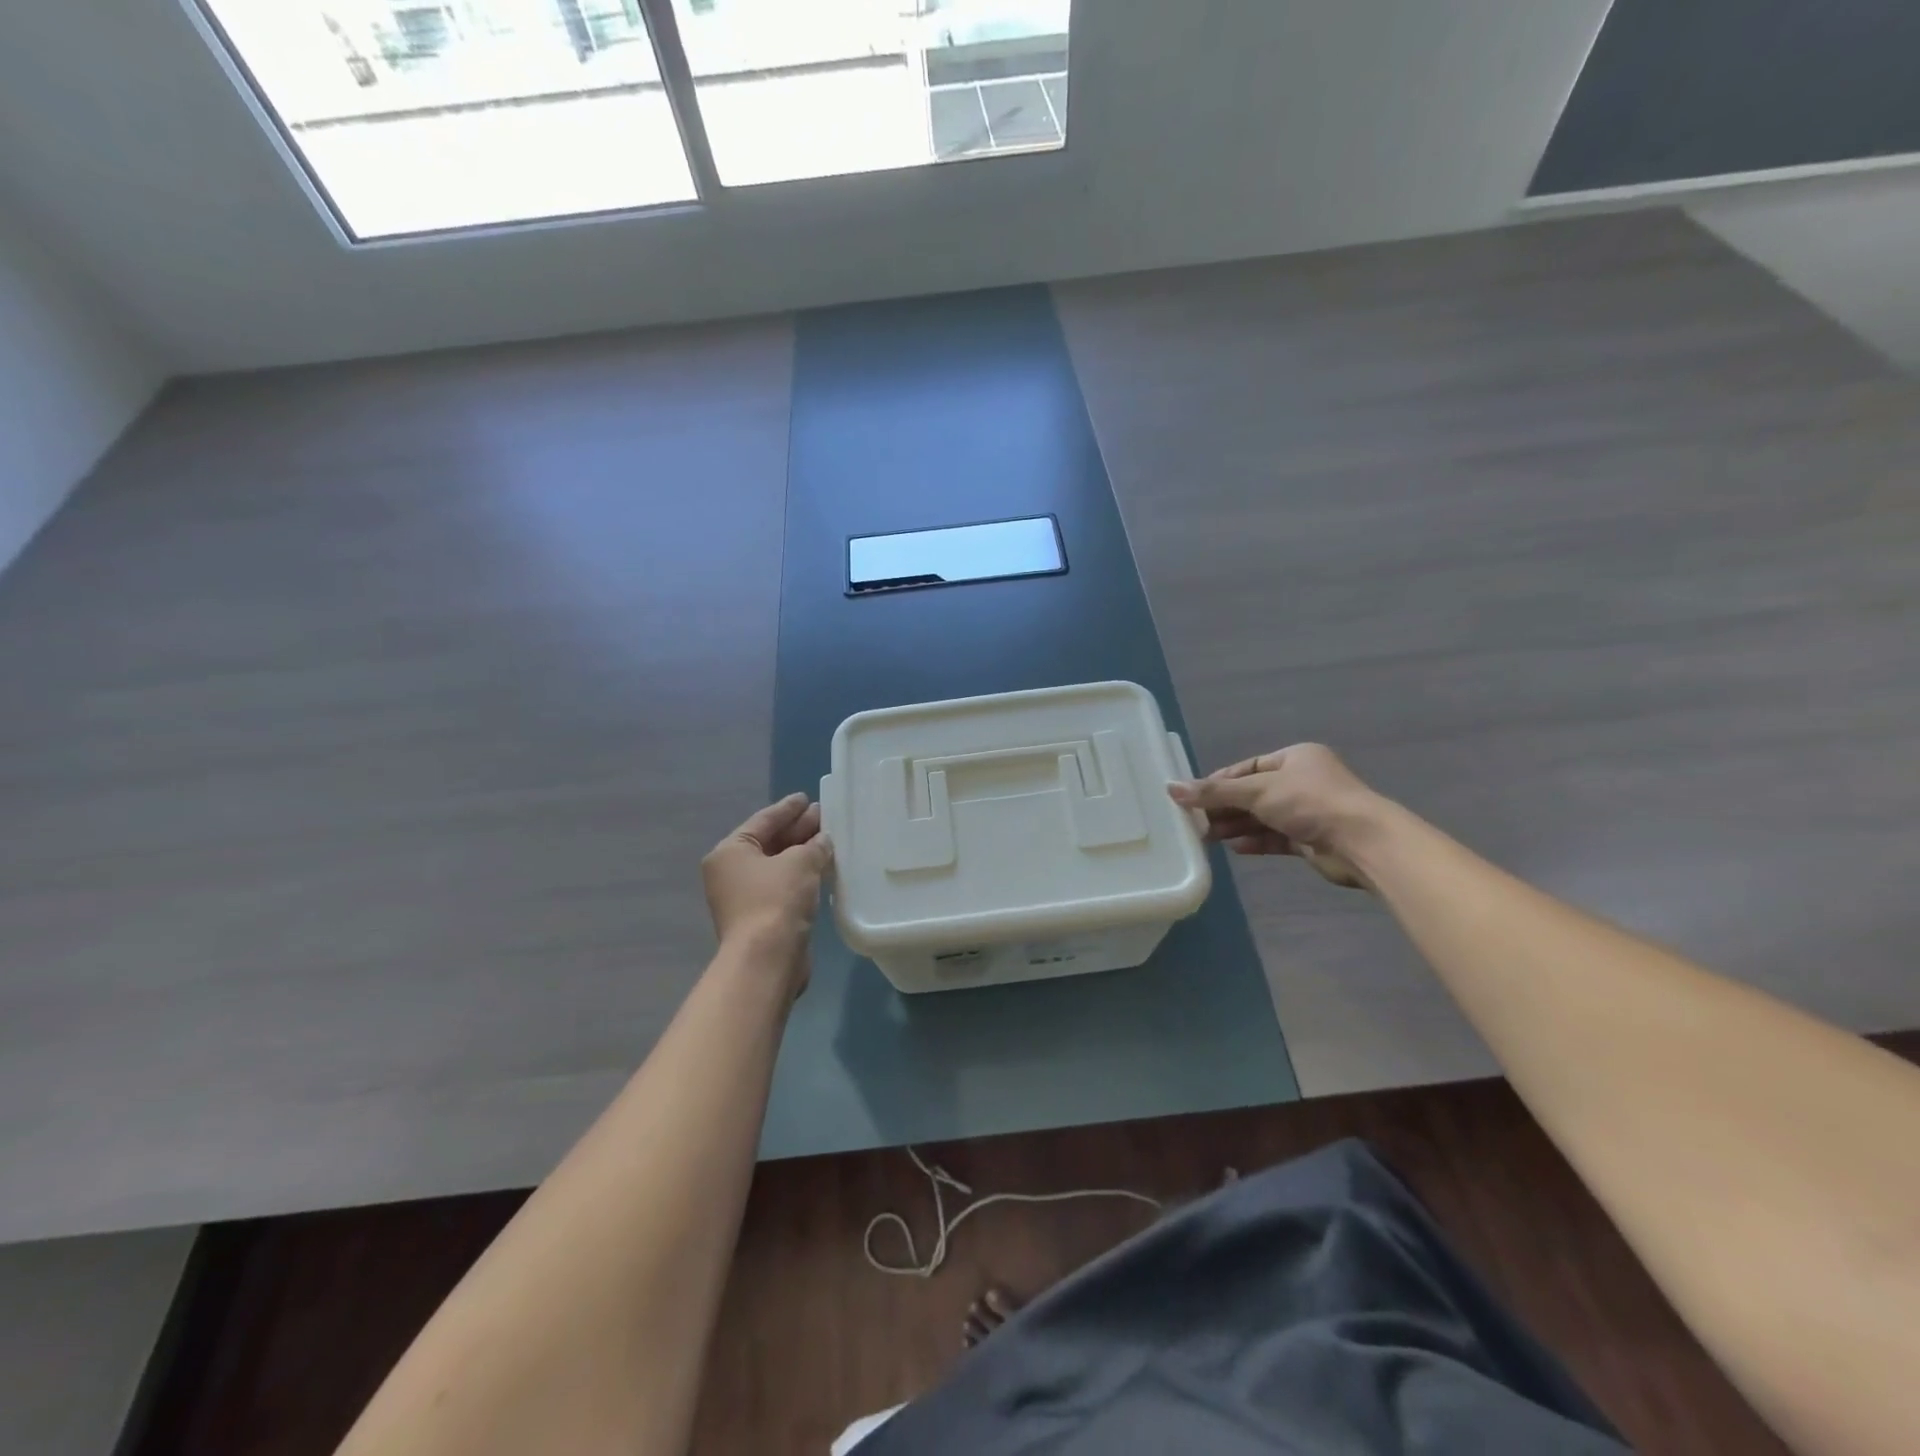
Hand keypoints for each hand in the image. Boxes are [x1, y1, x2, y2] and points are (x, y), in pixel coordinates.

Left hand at [701, 794, 833, 991]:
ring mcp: (744, 897)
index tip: (806, 798)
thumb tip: (822, 841)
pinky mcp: (761, 917)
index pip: (763, 820)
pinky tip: (822, 868)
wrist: (767, 959)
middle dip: (797, 829)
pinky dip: (801, 875)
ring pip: (778, 866)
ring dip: (801, 853)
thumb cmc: (777, 900)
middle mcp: (731, 872)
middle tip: (823, 816)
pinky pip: (783, 886)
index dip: (787, 809)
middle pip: (769, 842)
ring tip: (828, 839)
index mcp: (730, 851)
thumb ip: (814, 846)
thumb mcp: (800, 862)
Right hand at [1168, 744, 1382, 889]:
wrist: (1361, 842)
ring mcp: (1308, 811)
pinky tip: (1235, 848)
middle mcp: (1302, 781)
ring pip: (1263, 817)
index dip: (1219, 782)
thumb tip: (1170, 788)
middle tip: (1195, 821)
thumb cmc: (1309, 802)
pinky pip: (1276, 838)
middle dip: (1225, 807)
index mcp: (1295, 758)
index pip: (1248, 767)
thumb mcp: (1257, 791)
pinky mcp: (1311, 839)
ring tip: (1208, 837)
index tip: (1192, 797)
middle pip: (1253, 793)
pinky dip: (1255, 841)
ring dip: (1237, 825)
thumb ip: (1214, 792)